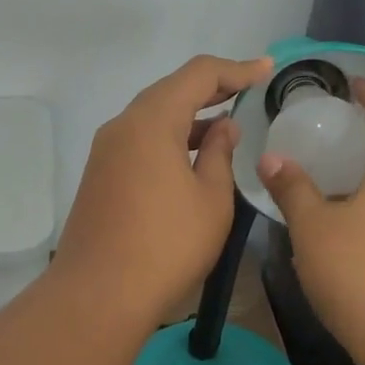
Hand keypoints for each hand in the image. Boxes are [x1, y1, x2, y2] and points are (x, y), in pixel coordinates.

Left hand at [53, 54, 273, 325]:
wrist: (98, 295)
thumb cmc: (166, 246)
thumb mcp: (211, 199)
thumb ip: (219, 154)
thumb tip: (222, 127)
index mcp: (150, 121)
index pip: (197, 75)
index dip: (236, 69)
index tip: (266, 70)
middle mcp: (122, 126)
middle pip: (170, 91)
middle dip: (211, 88)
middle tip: (248, 89)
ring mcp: (106, 152)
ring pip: (152, 117)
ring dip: (189, 115)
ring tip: (226, 124)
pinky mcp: (100, 176)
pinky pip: (140, 140)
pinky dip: (169, 137)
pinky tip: (192, 155)